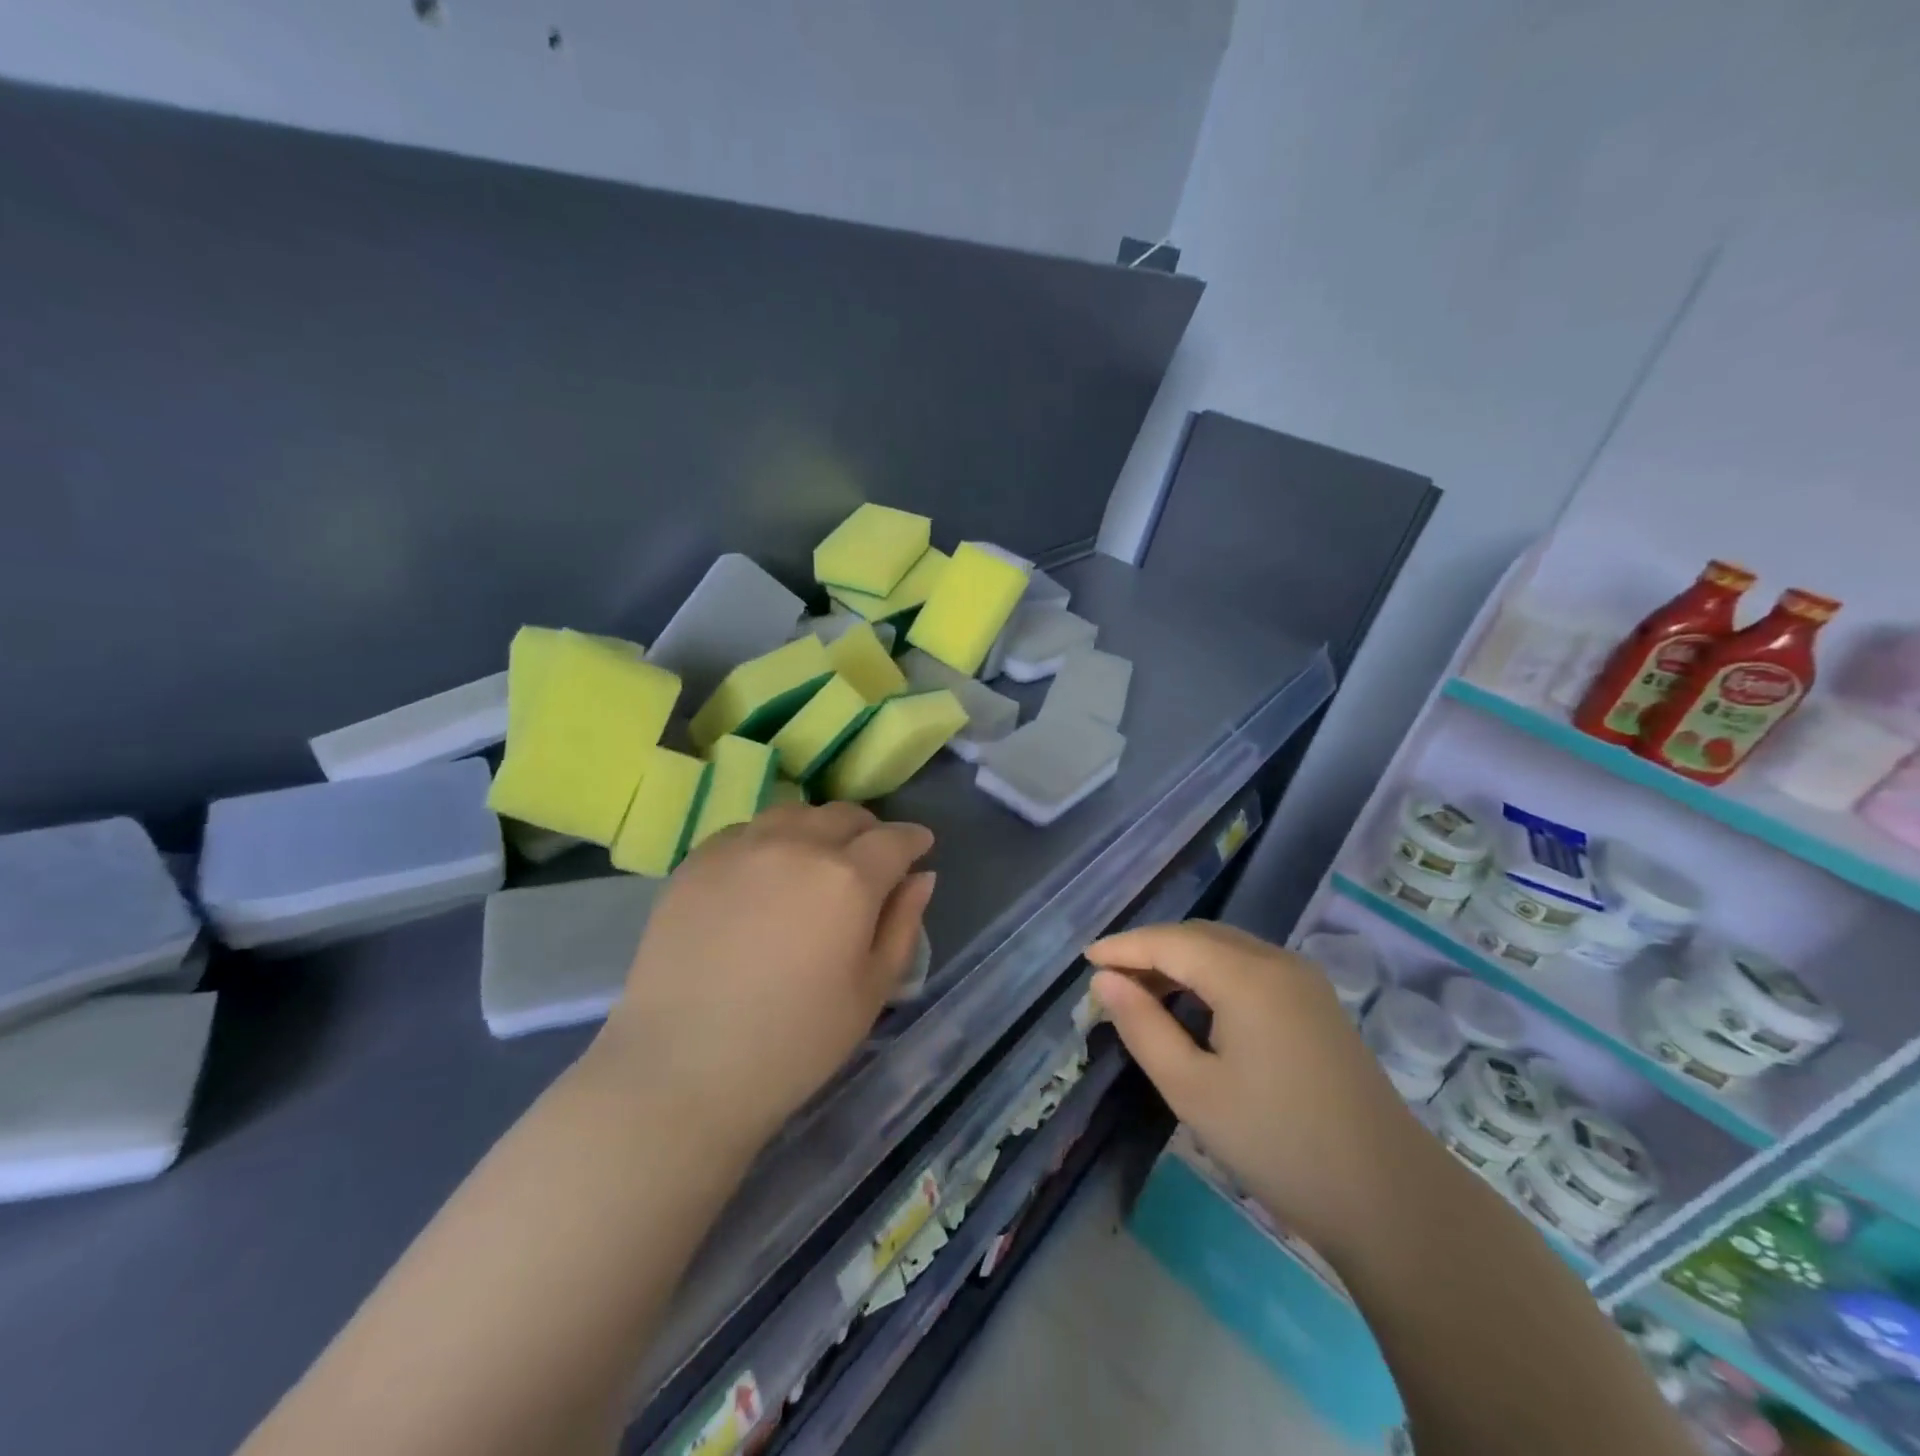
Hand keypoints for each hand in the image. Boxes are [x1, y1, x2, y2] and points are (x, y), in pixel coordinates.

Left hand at [596, 803, 934, 1151]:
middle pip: (843, 815)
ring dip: (818, 828)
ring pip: (793, 814)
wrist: (680, 1069)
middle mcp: (796, 845)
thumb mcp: (870, 992)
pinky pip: (746, 830)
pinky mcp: (696, 861)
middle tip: (872, 857)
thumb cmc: (793, 1044)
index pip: (894, 839)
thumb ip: (902, 925)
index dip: (913, 840)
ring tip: (817, 858)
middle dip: (868, 830)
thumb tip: (921, 877)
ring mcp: (741, 847)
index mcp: (848, 878)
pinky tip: (765, 871)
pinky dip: (770, 839)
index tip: (920, 847)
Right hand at [1089, 921, 1427, 1254]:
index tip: (1085, 961)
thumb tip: (1105, 982)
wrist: (1391, 1198)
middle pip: (1199, 936)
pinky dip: (1211, 975)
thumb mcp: (1192, 1089)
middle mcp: (1277, 961)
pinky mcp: (1317, 1004)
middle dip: (1150, 951)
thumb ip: (1143, 1026)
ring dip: (1180, 962)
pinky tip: (1194, 1008)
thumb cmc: (1278, 1143)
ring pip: (1225, 949)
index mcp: (1247, 976)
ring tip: (1142, 994)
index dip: (1124, 946)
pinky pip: (1249, 968)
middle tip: (1109, 983)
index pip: (1170, 941)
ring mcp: (1304, 981)